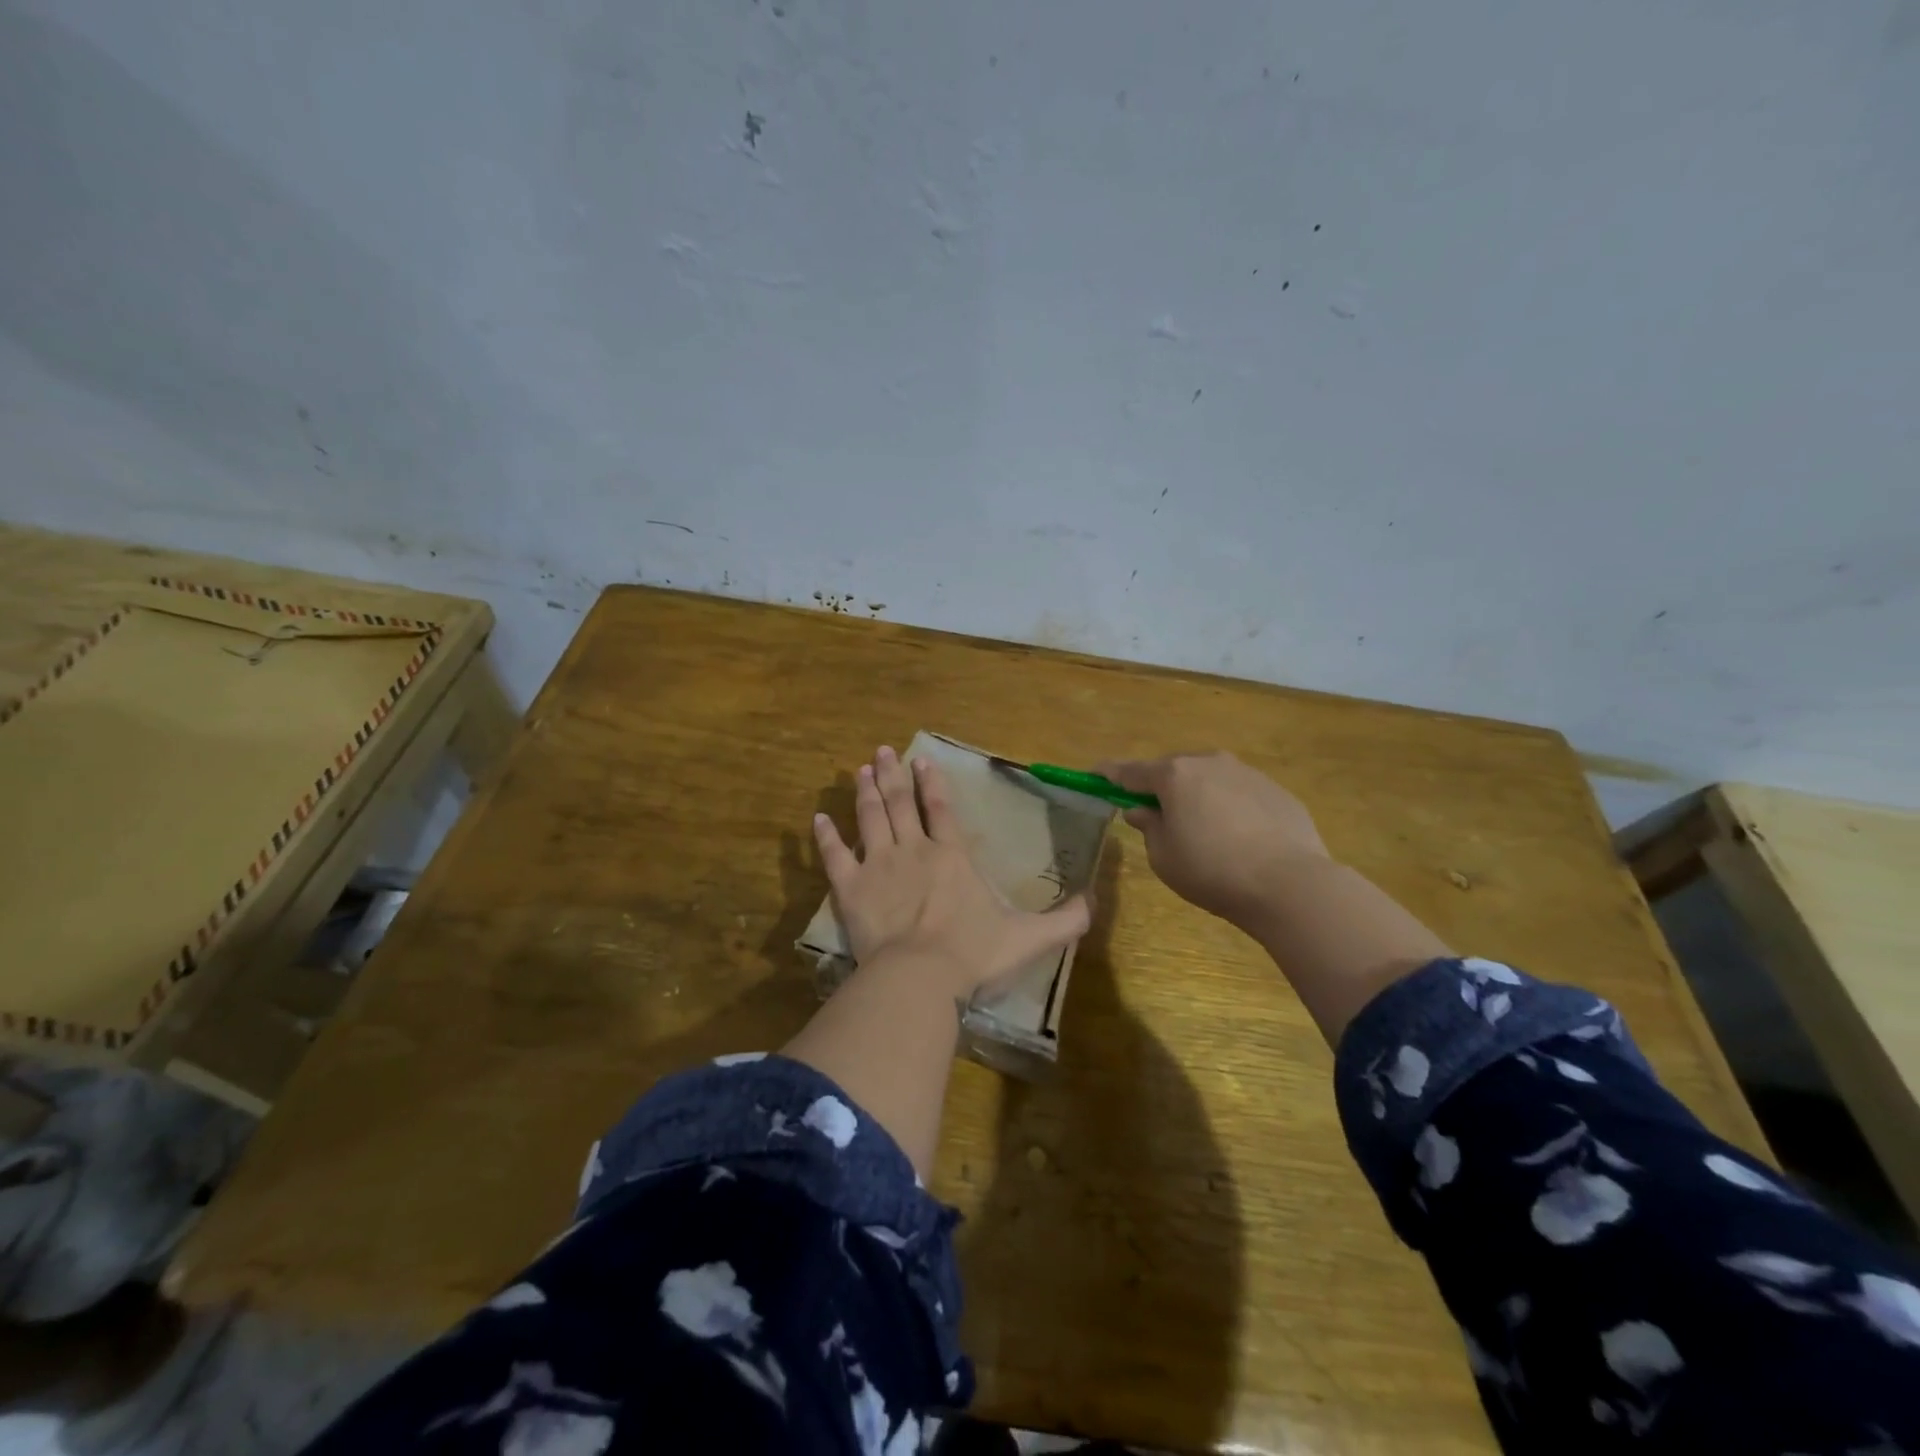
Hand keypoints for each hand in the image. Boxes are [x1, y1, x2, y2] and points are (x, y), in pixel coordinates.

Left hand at [813, 746, 1092, 999]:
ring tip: (860, 770)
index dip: (931, 783)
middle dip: (892, 775)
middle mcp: (914, 850)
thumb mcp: (1029, 938)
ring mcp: (879, 865)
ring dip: (865, 792)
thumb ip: (1065, 920)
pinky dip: (826, 836)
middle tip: (883, 751)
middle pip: (900, 804)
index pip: (940, 809)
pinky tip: (819, 819)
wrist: (920, 977)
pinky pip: (835, 856)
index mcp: (952, 857)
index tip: (921, 761)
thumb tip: (1096, 901)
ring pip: (870, 818)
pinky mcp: (851, 888)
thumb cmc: (974, 954)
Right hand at [1100, 751, 1329, 929]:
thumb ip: (1148, 826)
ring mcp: (1247, 773)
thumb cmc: (1212, 871)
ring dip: (1197, 795)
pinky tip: (1238, 838)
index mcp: (1175, 775)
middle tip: (1154, 813)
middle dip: (1159, 787)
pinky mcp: (1277, 790)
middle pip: (1173, 770)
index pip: (1130, 770)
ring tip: (1202, 829)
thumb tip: (1142, 810)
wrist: (1290, 884)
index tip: (1094, 775)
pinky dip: (1229, 807)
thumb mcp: (1164, 856)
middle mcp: (1210, 762)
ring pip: (1209, 779)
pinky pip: (1240, 793)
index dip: (1108, 774)